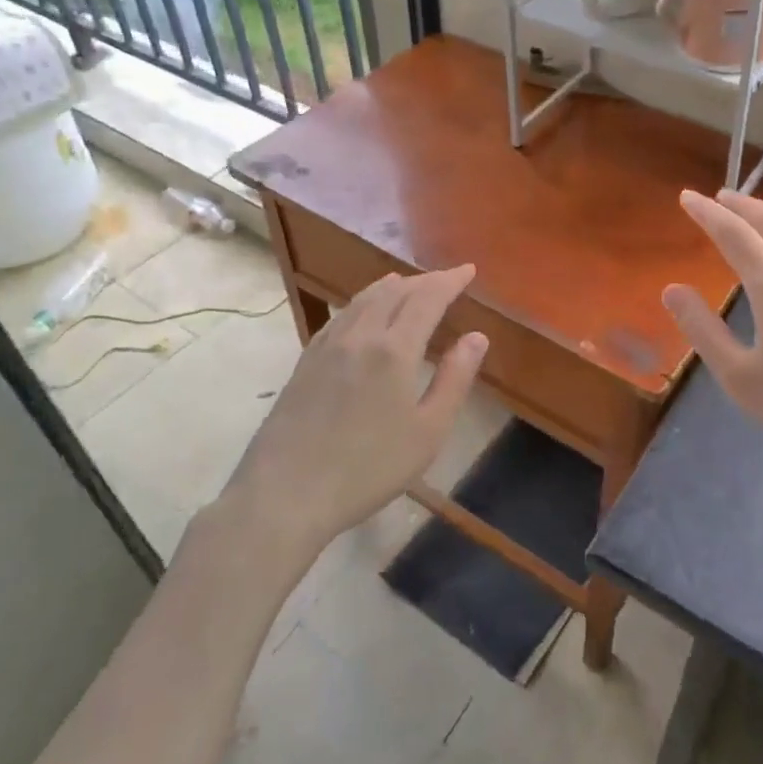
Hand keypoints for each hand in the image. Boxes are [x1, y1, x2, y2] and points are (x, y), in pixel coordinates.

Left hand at [214, 266, 487, 565]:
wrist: (285, 493)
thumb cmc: (368, 468)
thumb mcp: (428, 432)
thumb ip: (455, 379)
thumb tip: (476, 337)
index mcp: (395, 349)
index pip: (427, 298)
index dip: (450, 281)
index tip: (468, 270)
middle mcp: (360, 335)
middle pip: (395, 291)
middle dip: (424, 281)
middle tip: (445, 281)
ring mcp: (327, 346)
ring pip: (363, 299)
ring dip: (392, 286)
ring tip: (407, 284)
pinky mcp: (305, 361)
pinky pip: (340, 315)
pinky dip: (362, 302)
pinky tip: (363, 313)